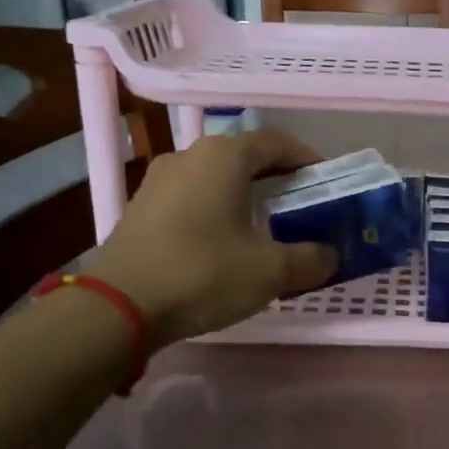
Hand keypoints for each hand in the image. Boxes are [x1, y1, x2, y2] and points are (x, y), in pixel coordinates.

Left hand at [82, 129, 337, 345]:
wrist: (117, 307)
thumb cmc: (203, 273)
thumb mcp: (270, 271)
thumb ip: (310, 259)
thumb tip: (331, 256)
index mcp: (224, 157)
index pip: (277, 142)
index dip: (307, 159)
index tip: (326, 183)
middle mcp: (189, 156)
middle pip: (245, 158)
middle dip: (278, 179)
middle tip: (301, 207)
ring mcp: (158, 181)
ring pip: (215, 178)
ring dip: (245, 196)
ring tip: (266, 227)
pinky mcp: (140, 209)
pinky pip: (191, 198)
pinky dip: (216, 211)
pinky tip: (225, 244)